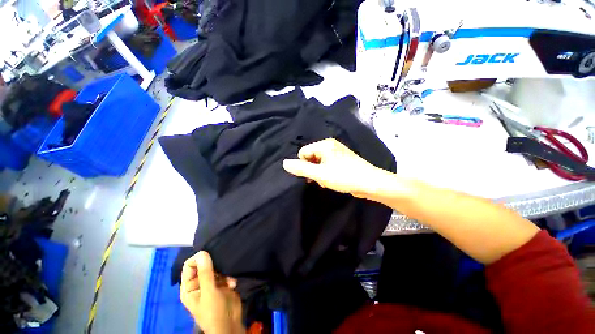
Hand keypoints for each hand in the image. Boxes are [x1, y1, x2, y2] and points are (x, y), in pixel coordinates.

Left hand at [180, 251, 243, 333]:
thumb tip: (202, 252)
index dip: (198, 259)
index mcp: (189, 287)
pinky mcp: (223, 283)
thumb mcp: (209, 293)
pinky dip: (229, 276)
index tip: (210, 256)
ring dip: (224, 271)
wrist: (231, 325)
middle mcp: (199, 283)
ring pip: (216, 267)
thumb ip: (205, 273)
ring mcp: (211, 283)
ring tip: (229, 278)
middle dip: (214, 264)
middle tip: (222, 265)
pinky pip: (225, 272)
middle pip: (204, 264)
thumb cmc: (214, 313)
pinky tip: (233, 283)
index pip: (189, 266)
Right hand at [282, 138, 386, 197]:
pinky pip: (327, 164)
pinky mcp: (342, 159)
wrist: (370, 183)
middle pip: (311, 156)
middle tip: (319, 179)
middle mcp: (330, 145)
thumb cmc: (343, 177)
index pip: (303, 152)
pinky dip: (326, 172)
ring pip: (319, 162)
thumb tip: (284, 163)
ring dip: (319, 173)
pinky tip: (332, 180)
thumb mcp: (319, 174)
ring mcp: (337, 152)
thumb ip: (301, 169)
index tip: (311, 176)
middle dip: (312, 170)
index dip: (303, 165)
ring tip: (326, 181)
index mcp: (324, 144)